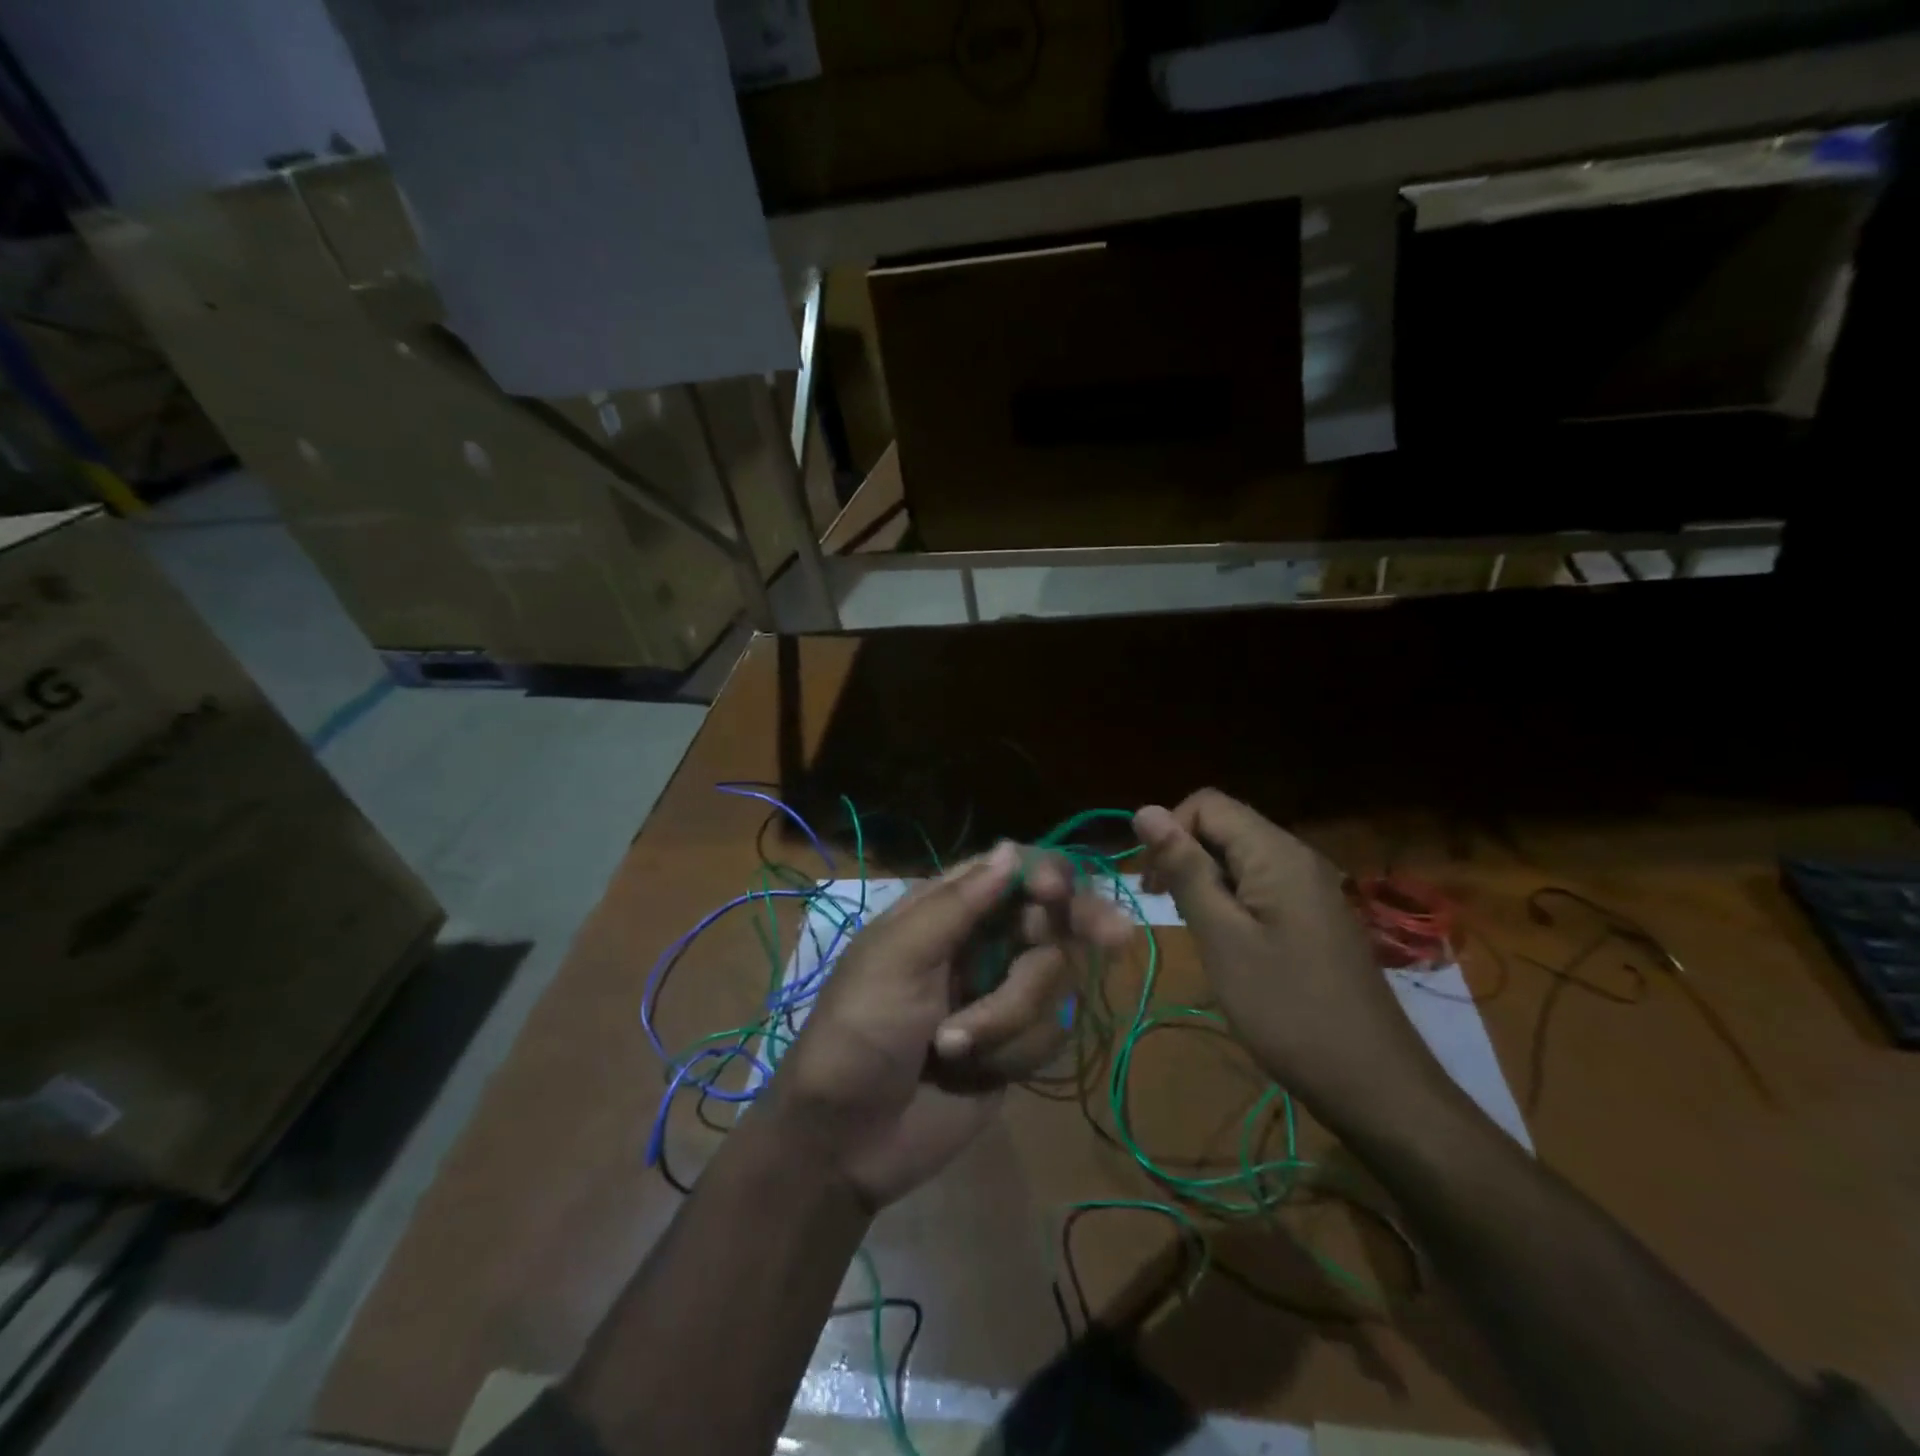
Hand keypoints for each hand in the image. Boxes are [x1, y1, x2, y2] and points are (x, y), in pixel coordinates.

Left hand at [770, 842, 1133, 1209]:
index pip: (1011, 873)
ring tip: (952, 1046)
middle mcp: (981, 944)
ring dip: (1010, 1016)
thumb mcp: (897, 958)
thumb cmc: (860, 1032)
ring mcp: (1002, 995)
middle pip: (1053, 918)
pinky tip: (970, 1073)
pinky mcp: (1017, 1046)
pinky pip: (1051, 1032)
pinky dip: (1013, 1052)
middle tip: (1117, 937)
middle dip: (1075, 929)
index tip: (1057, 894)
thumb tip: (1011, 848)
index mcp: (946, 911)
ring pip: (1055, 979)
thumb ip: (958, 904)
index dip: (1044, 876)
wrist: (847, 1139)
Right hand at [1133, 790, 1444, 1122]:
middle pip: (1224, 826)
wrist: (1374, 1083)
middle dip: (1185, 857)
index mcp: (1275, 853)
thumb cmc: (1286, 1009)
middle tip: (1170, 912)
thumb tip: (1144, 810)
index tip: (1153, 886)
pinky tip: (1229, 944)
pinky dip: (1232, 902)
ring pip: (1240, 858)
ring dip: (1206, 882)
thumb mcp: (1221, 937)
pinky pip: (1261, 885)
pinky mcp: (1315, 916)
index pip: (1207, 803)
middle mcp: (1297, 856)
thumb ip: (1184, 870)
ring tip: (1198, 931)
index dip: (1169, 831)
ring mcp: (1311, 887)